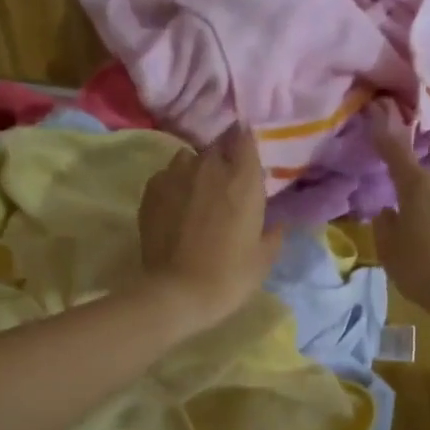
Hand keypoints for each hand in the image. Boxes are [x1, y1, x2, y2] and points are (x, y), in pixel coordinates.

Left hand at [138, 126, 284, 328]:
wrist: (176, 292)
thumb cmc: (229, 276)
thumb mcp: (263, 259)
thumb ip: (273, 234)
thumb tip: (277, 223)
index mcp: (242, 179)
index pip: (245, 137)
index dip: (247, 142)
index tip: (249, 154)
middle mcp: (209, 167)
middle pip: (217, 145)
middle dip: (224, 156)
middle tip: (227, 180)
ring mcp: (176, 175)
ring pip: (189, 157)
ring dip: (196, 167)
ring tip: (198, 190)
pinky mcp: (152, 189)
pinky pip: (166, 174)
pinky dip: (174, 183)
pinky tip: (175, 204)